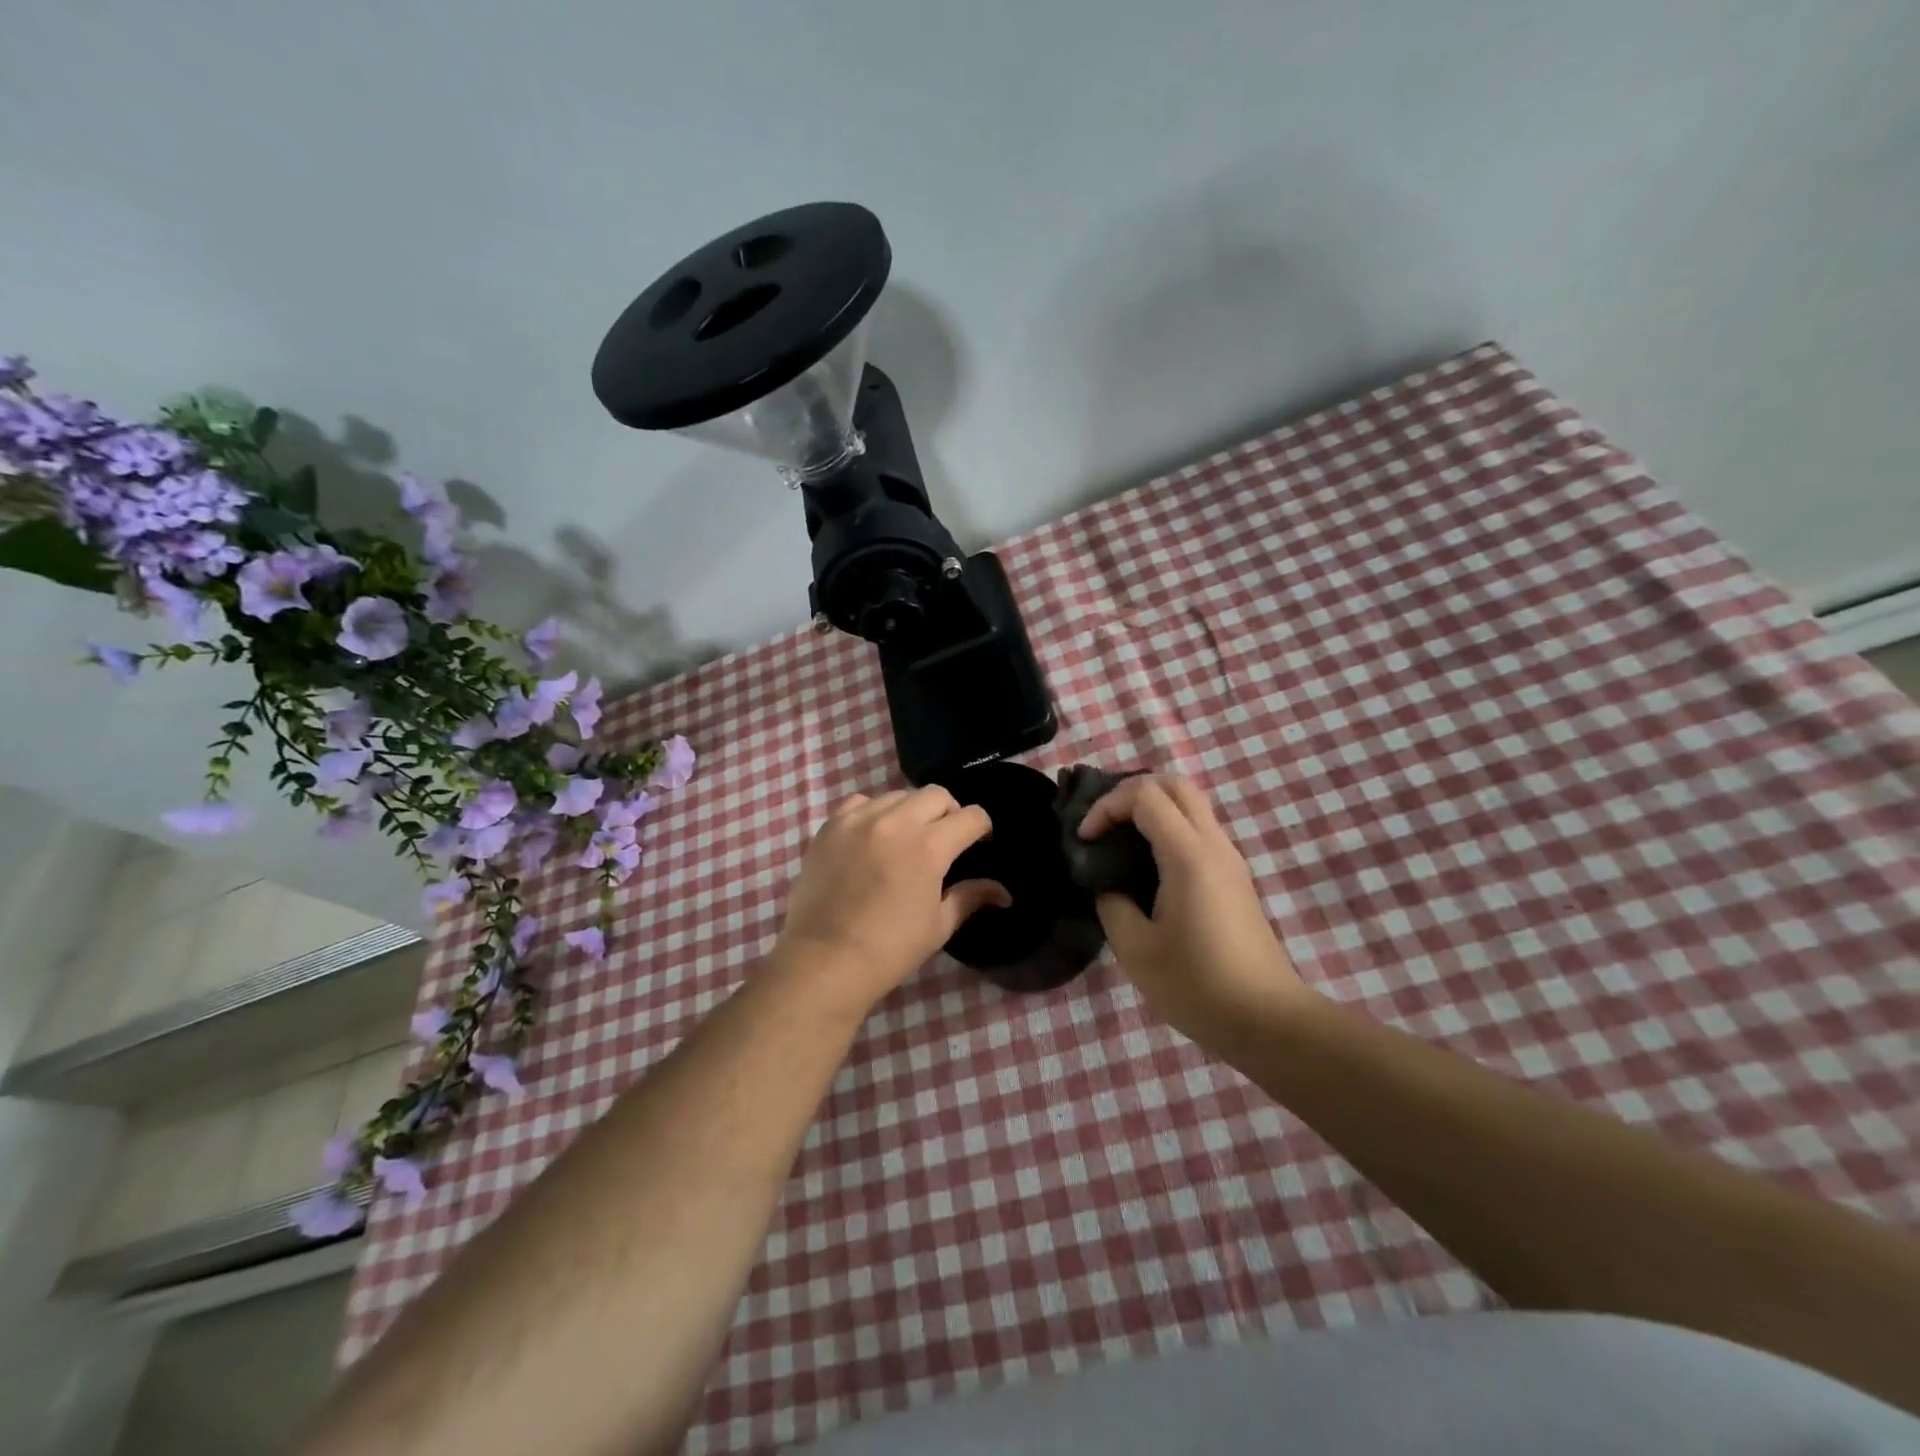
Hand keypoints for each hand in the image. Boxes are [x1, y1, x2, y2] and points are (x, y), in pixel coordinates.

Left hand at [776, 787, 1010, 1009]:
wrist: (823, 961)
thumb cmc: (889, 950)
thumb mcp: (938, 926)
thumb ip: (970, 897)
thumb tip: (1002, 892)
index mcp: (929, 847)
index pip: (971, 816)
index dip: (982, 828)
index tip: (980, 842)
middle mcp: (896, 822)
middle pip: (936, 794)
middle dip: (950, 812)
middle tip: (945, 839)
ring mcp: (859, 820)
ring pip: (898, 795)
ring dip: (912, 811)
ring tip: (906, 838)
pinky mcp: (831, 826)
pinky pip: (860, 803)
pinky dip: (874, 812)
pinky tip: (873, 836)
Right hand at [1080, 773, 1312, 1044]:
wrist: (1266, 1019)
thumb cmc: (1196, 985)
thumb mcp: (1135, 949)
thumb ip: (1112, 903)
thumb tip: (1111, 885)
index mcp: (1188, 856)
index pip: (1145, 796)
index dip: (1107, 807)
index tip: (1085, 840)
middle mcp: (1214, 845)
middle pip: (1175, 784)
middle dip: (1131, 792)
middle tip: (1103, 822)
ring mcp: (1230, 860)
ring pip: (1191, 805)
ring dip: (1151, 808)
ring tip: (1119, 839)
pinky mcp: (1235, 878)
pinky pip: (1199, 830)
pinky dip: (1168, 827)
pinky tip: (1146, 864)